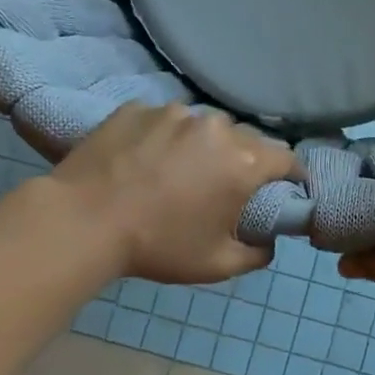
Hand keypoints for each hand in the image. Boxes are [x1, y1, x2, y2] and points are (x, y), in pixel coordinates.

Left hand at [49, 104, 298, 282]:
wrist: (82, 221)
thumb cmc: (158, 246)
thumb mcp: (217, 265)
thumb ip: (257, 254)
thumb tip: (269, 243)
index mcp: (243, 162)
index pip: (287, 158)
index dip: (292, 174)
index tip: (287, 188)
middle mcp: (215, 127)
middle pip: (246, 139)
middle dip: (244, 160)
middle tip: (225, 186)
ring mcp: (173, 112)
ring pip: (204, 126)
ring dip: (203, 146)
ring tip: (180, 170)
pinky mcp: (137, 108)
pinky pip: (164, 121)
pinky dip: (164, 137)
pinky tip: (145, 160)